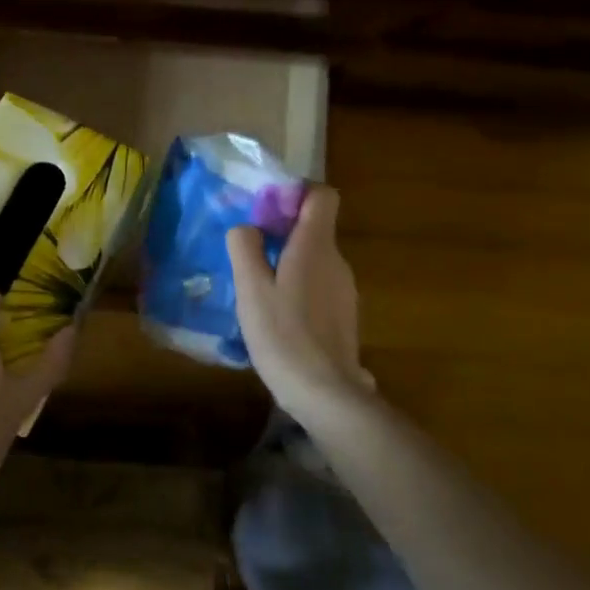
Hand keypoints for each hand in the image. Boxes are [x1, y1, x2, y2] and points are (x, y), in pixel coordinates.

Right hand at [227, 186, 371, 421]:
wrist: (326, 395)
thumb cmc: (283, 335)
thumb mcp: (250, 287)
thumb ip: (245, 247)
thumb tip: (248, 227)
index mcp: (315, 246)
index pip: (321, 195)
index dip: (295, 193)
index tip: (266, 211)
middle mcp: (336, 261)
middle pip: (314, 227)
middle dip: (282, 231)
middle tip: (248, 252)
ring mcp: (345, 290)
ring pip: (314, 257)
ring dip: (288, 261)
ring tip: (257, 287)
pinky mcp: (344, 315)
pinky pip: (319, 283)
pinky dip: (298, 286)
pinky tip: (277, 315)